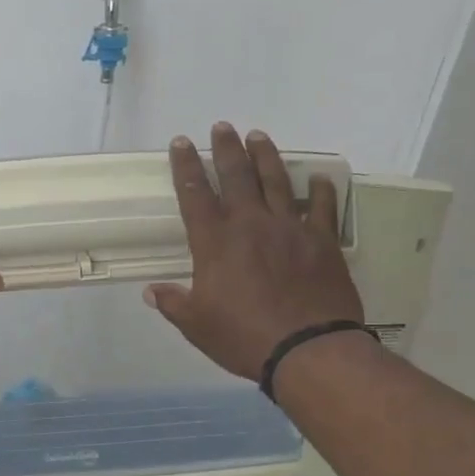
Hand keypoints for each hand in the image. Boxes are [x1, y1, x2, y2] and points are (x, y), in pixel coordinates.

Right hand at [146, 124, 364, 381]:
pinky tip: (319, 179)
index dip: (185, 167)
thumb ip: (174, 303)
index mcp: (215, 243)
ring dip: (265, 157)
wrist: (308, 348)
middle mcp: (251, 225)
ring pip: (276, 182)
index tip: (181, 143)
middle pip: (237, 177)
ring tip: (258, 136)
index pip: (195, 195)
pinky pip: (322, 209)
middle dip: (226, 149)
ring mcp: (290, 229)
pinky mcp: (322, 242)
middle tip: (222, 127)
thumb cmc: (244, 337)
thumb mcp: (197, 325)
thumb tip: (151, 292)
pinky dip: (320, 192)